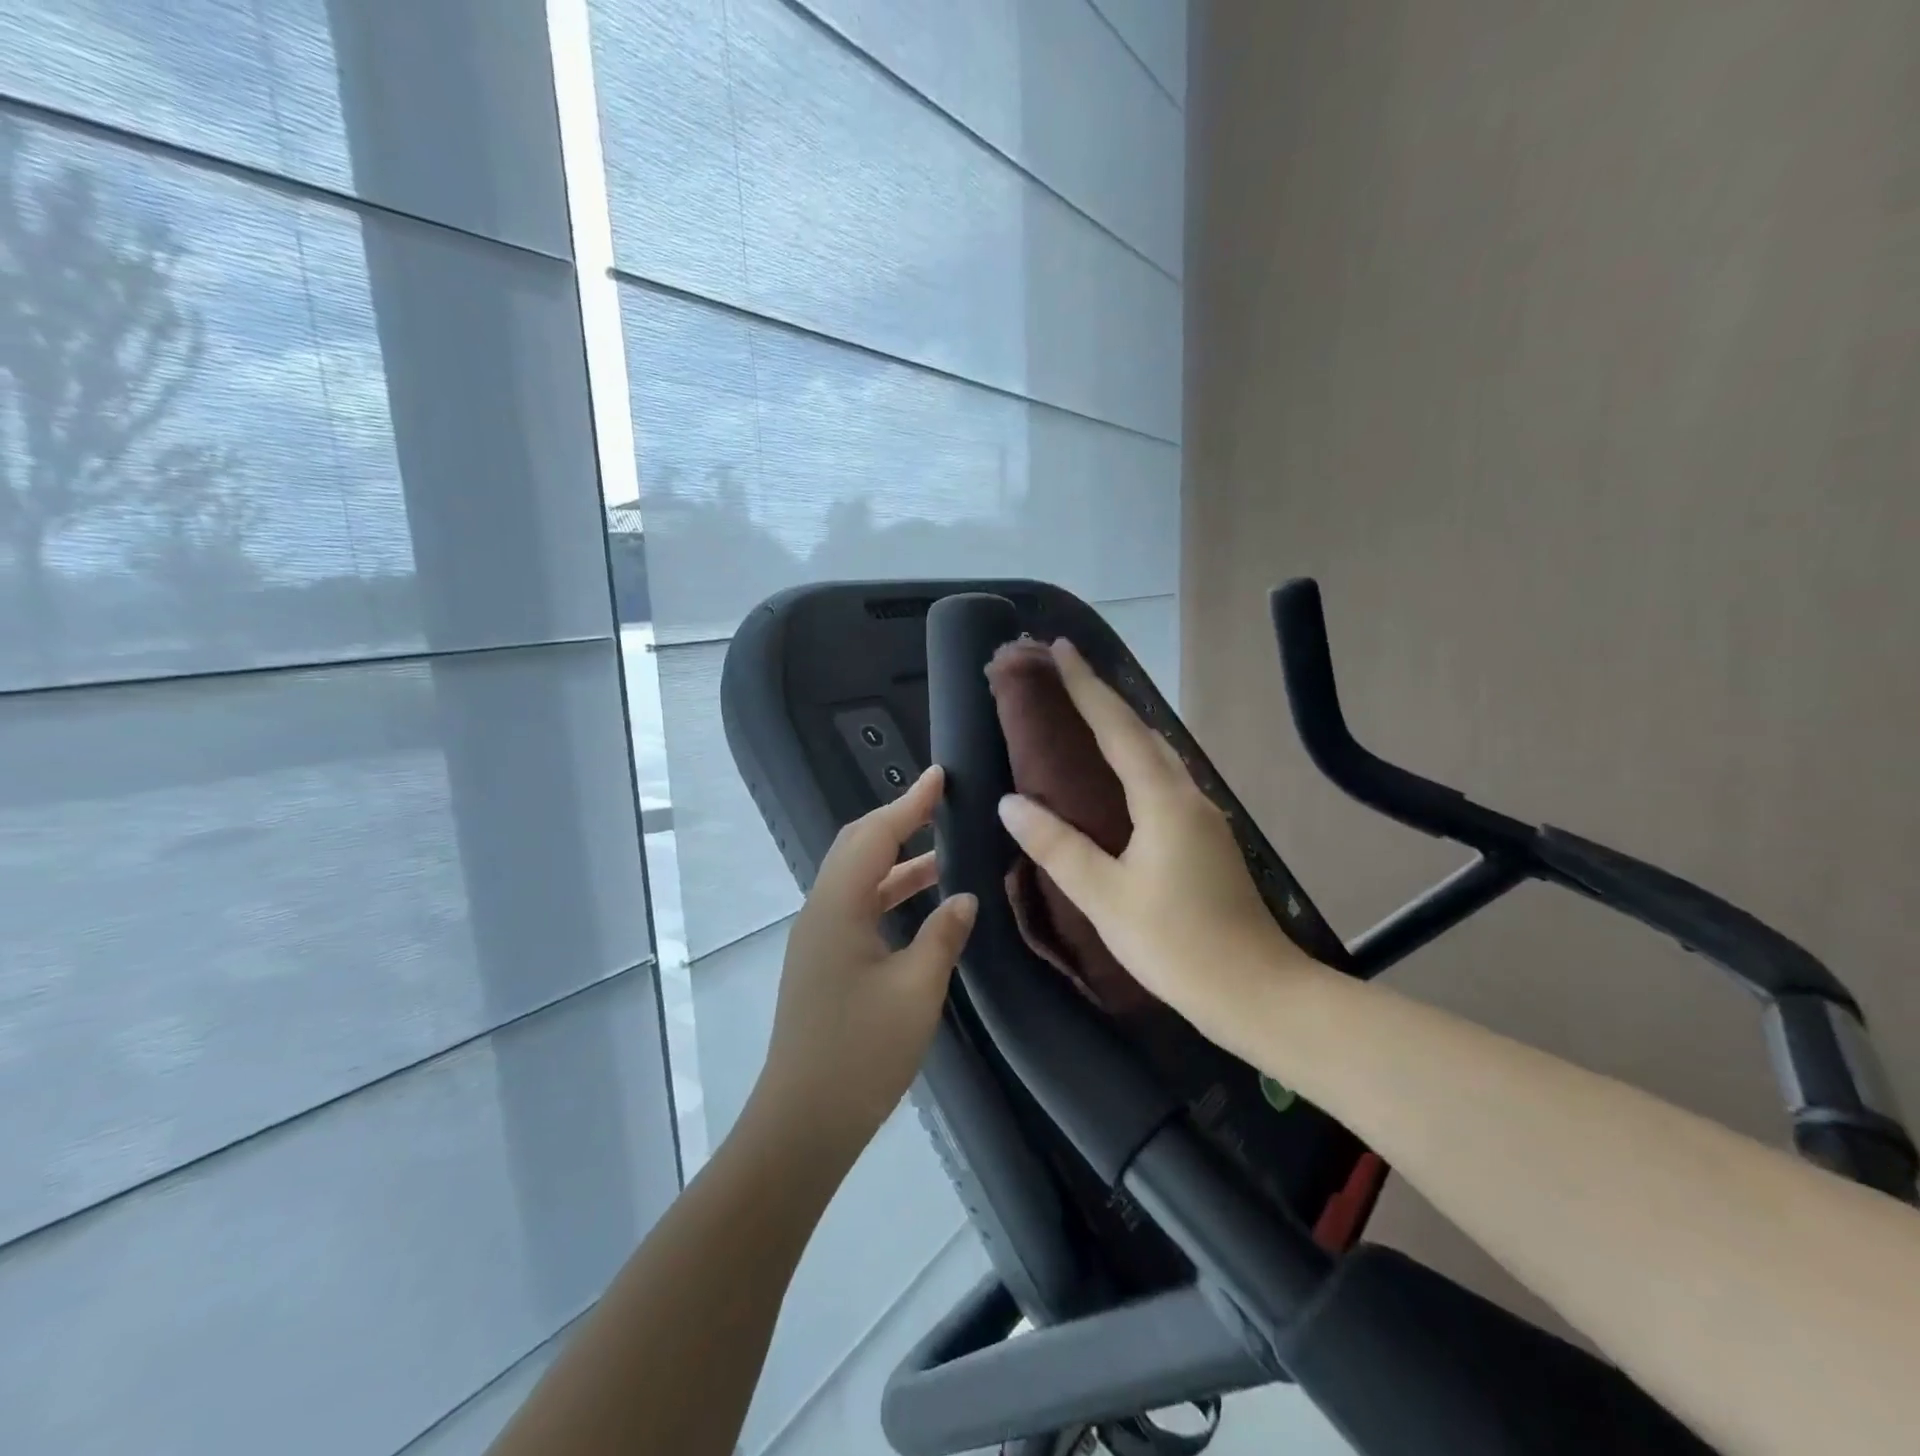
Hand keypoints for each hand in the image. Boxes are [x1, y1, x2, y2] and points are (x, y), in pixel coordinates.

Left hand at [752, 766, 976, 1158]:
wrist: (801, 1125)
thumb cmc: (860, 1054)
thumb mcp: (916, 992)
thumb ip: (942, 936)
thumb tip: (963, 897)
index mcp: (837, 908)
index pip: (875, 836)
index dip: (908, 803)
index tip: (939, 776)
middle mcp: (820, 912)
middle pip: (857, 848)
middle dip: (898, 821)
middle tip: (941, 806)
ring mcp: (818, 939)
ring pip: (858, 879)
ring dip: (897, 861)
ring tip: (944, 852)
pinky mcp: (823, 963)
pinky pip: (858, 908)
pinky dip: (890, 893)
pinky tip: (922, 906)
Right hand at [996, 640, 1314, 1048]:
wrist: (1257, 992)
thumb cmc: (1177, 944)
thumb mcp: (1105, 897)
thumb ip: (1057, 846)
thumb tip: (1011, 802)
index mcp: (1163, 800)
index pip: (1117, 728)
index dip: (1086, 687)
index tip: (1061, 647)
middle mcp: (1188, 795)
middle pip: (1141, 731)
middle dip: (1102, 697)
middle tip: (1064, 673)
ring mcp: (1203, 816)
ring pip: (1156, 754)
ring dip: (1121, 726)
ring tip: (1085, 711)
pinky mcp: (1206, 839)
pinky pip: (1163, 780)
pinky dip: (1135, 759)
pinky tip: (1121, 773)